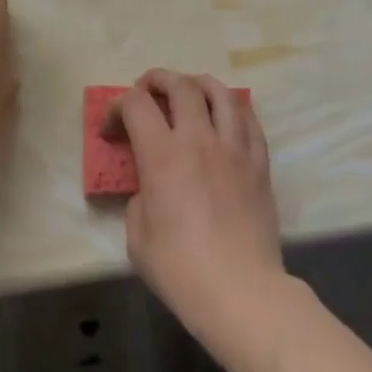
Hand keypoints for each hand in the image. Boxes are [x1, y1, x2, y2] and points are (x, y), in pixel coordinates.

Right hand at [105, 69, 287, 349]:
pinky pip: (249, 120)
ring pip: (220, 93)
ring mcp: (234, 148)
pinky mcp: (259, 163)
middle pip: (180, 86)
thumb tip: (150, 187)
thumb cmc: (180, 268)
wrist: (240, 290)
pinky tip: (225, 115)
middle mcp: (199, 140)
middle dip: (157, 80)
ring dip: (198, 83)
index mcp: (163, 155)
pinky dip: (232, 107)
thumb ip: (138, 198)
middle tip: (146, 91)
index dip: (117, 106)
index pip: (136, 104)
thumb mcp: (137, 235)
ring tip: (188, 91)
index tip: (112, 128)